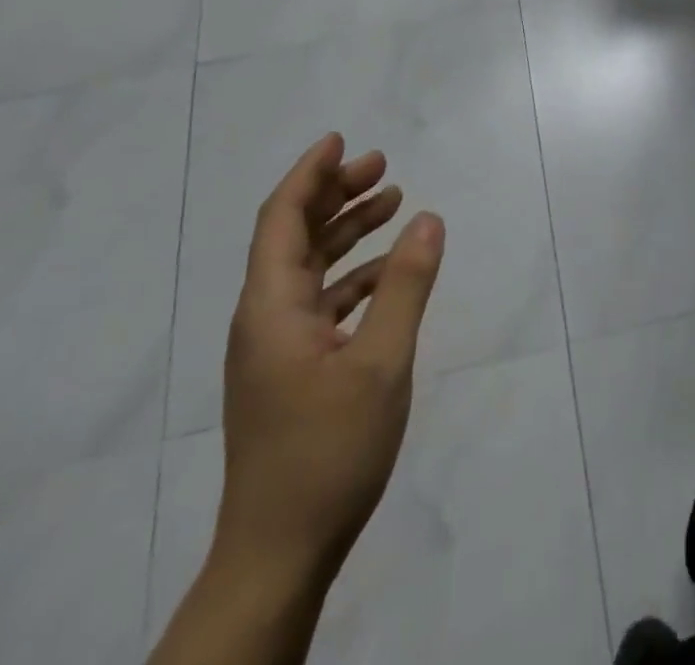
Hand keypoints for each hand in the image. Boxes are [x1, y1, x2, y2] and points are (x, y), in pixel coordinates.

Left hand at [215, 133, 445, 586]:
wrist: (279, 555)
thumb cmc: (328, 451)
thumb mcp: (381, 362)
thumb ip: (406, 285)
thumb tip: (429, 218)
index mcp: (271, 308)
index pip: (282, 218)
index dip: (309, 174)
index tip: (341, 139)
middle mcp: (264, 319)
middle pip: (295, 236)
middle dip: (336, 194)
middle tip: (382, 165)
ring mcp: (275, 348)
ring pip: (309, 268)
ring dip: (347, 232)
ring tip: (392, 202)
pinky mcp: (291, 372)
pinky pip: (321, 302)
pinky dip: (353, 276)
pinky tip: (387, 273)